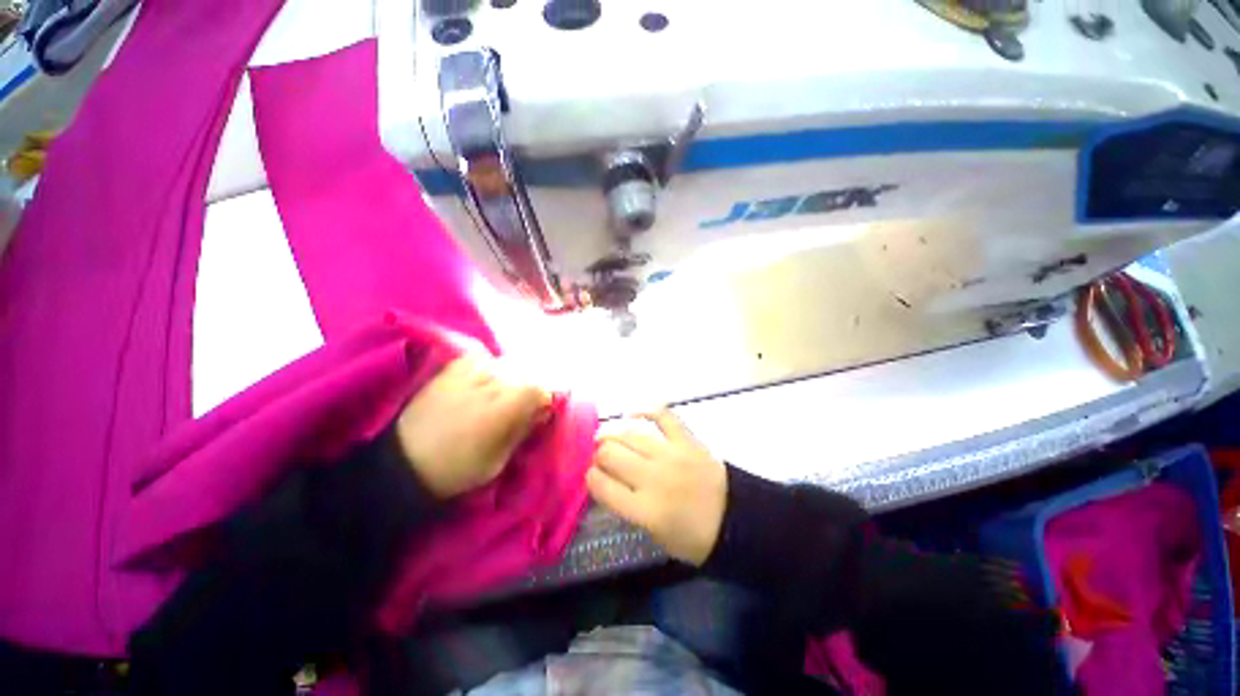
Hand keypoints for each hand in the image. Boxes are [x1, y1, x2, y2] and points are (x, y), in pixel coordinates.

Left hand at [395, 354, 550, 498]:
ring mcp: (467, 373)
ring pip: (505, 364)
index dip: (547, 396)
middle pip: (525, 373)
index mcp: (502, 408)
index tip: (544, 408)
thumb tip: (542, 411)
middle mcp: (489, 384)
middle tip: (525, 403)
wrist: (404, 463)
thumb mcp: (499, 459)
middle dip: (531, 386)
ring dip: (511, 376)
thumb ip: (523, 429)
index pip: (539, 388)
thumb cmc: (457, 469)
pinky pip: (480, 359)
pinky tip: (485, 381)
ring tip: (503, 393)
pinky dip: (489, 367)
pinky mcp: (450, 370)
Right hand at [587, 410, 726, 565]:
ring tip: (606, 436)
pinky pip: (663, 416)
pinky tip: (633, 413)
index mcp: (644, 510)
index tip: (590, 475)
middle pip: (611, 454)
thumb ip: (629, 508)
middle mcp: (653, 478)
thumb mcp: (655, 535)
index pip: (601, 485)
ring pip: (630, 435)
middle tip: (599, 455)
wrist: (736, 520)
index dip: (590, 477)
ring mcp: (671, 455)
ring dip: (612, 434)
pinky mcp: (687, 440)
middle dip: (598, 454)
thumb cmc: (694, 537)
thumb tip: (609, 482)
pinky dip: (646, 410)